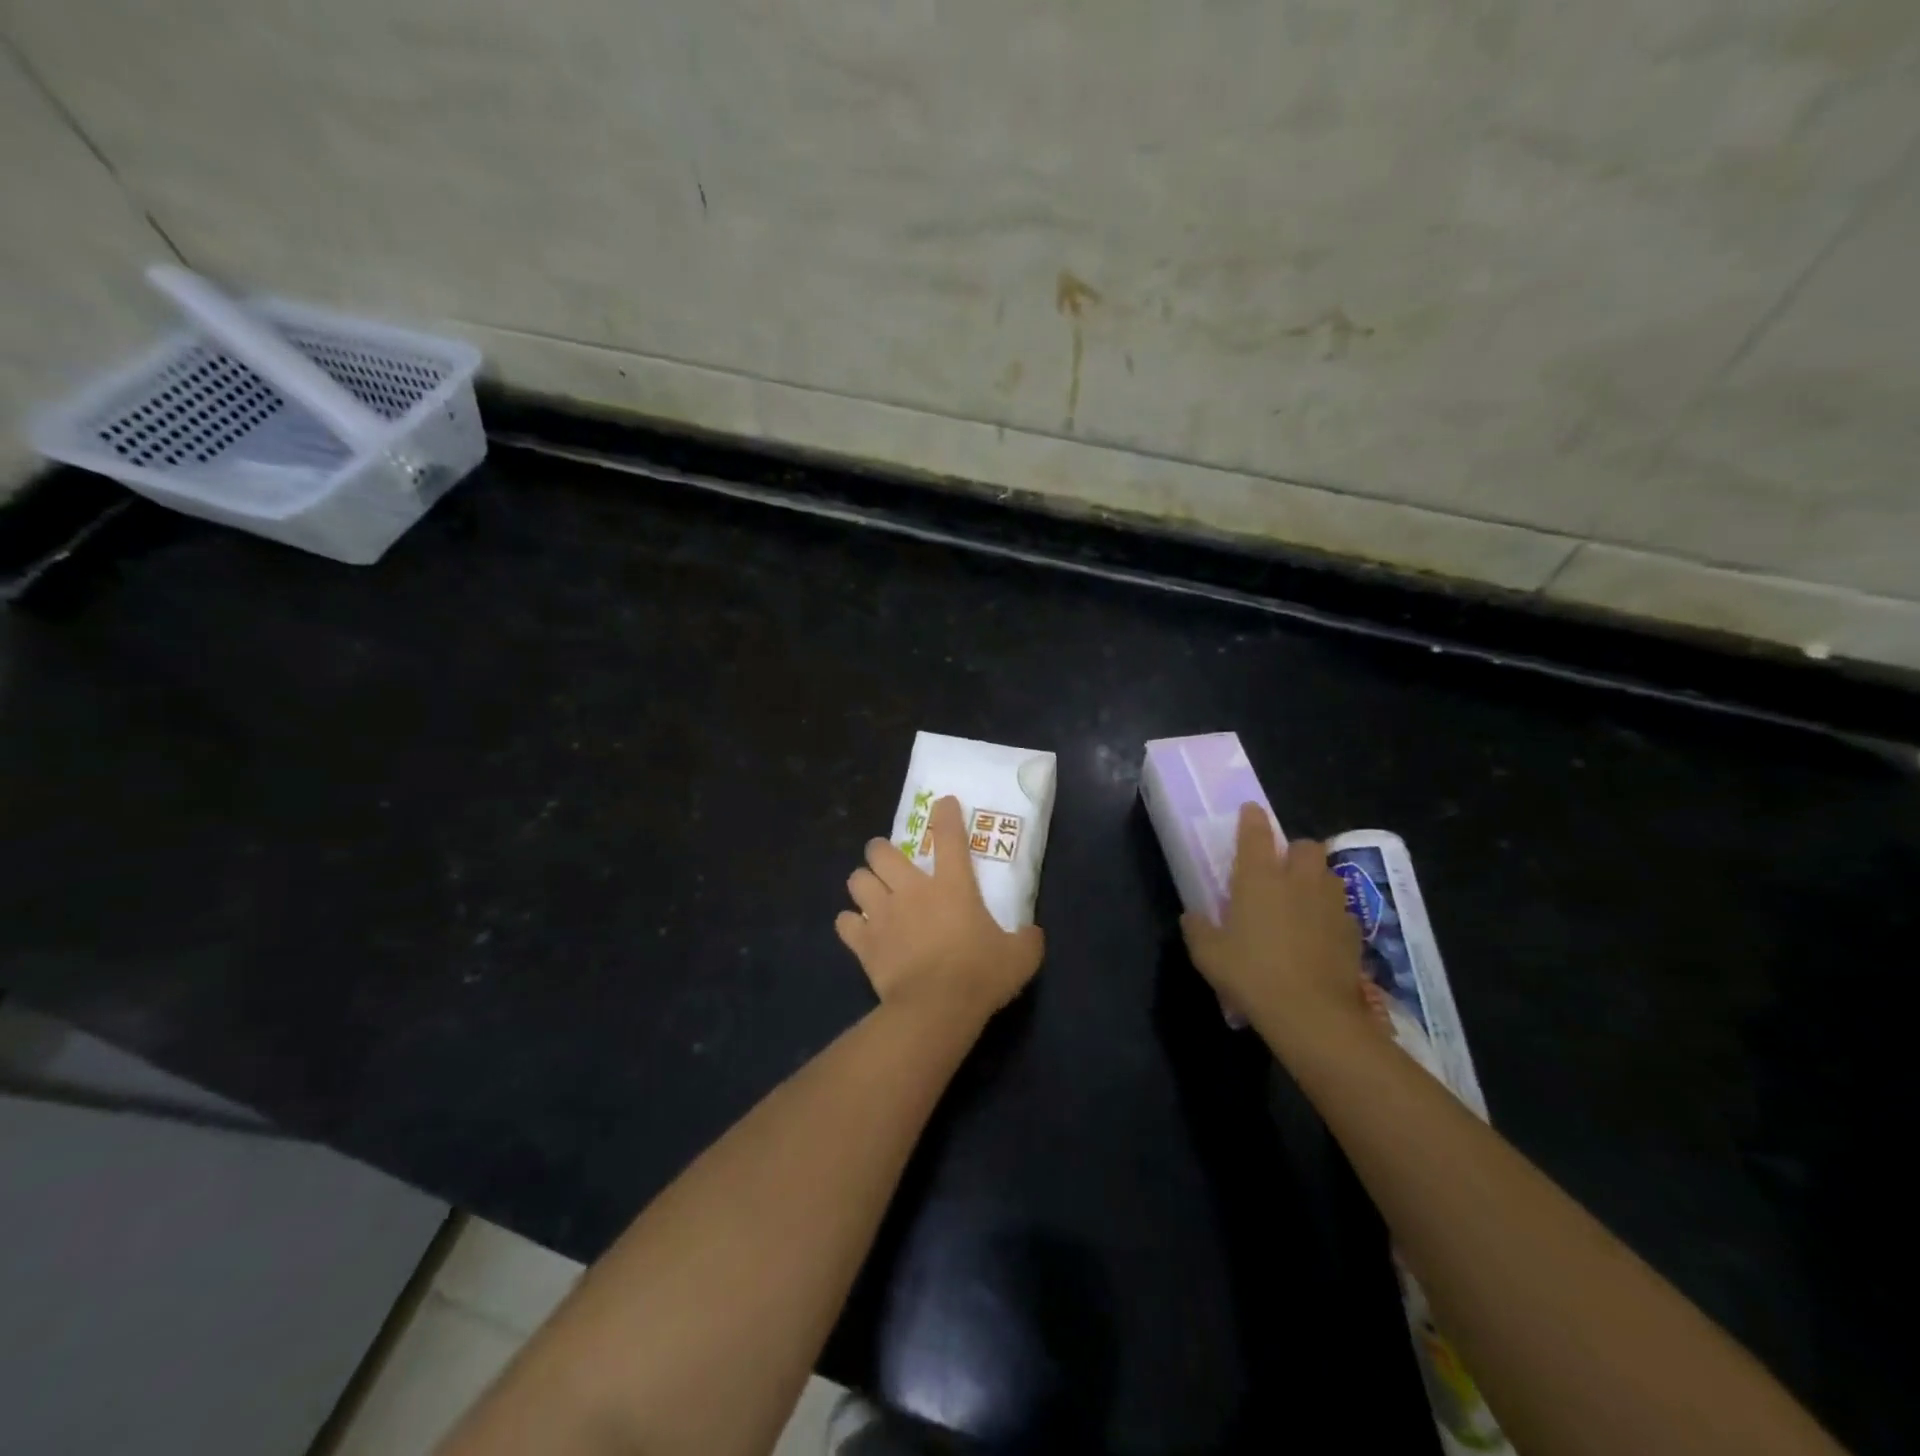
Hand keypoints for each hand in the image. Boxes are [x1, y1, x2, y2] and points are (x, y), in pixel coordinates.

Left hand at [836, 796, 1044, 1019]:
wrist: (936, 1008)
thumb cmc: (980, 975)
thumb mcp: (1020, 957)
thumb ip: (1027, 939)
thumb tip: (1032, 933)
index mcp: (952, 885)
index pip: (949, 836)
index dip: (945, 815)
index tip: (942, 803)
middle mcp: (912, 890)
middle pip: (881, 851)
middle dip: (881, 850)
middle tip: (888, 860)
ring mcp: (883, 914)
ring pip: (857, 880)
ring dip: (863, 882)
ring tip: (870, 892)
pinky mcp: (864, 942)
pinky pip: (844, 922)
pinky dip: (850, 924)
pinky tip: (858, 930)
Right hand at [1181, 803, 1367, 1042]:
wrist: (1311, 1013)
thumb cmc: (1251, 974)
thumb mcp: (1208, 955)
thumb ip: (1198, 929)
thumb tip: (1192, 917)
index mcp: (1259, 879)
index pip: (1256, 835)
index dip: (1252, 819)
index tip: (1251, 810)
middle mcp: (1298, 881)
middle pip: (1305, 847)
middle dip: (1295, 851)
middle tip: (1281, 869)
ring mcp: (1330, 904)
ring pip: (1329, 874)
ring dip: (1317, 878)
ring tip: (1303, 897)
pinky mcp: (1352, 930)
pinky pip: (1342, 909)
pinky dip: (1331, 913)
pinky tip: (1320, 932)